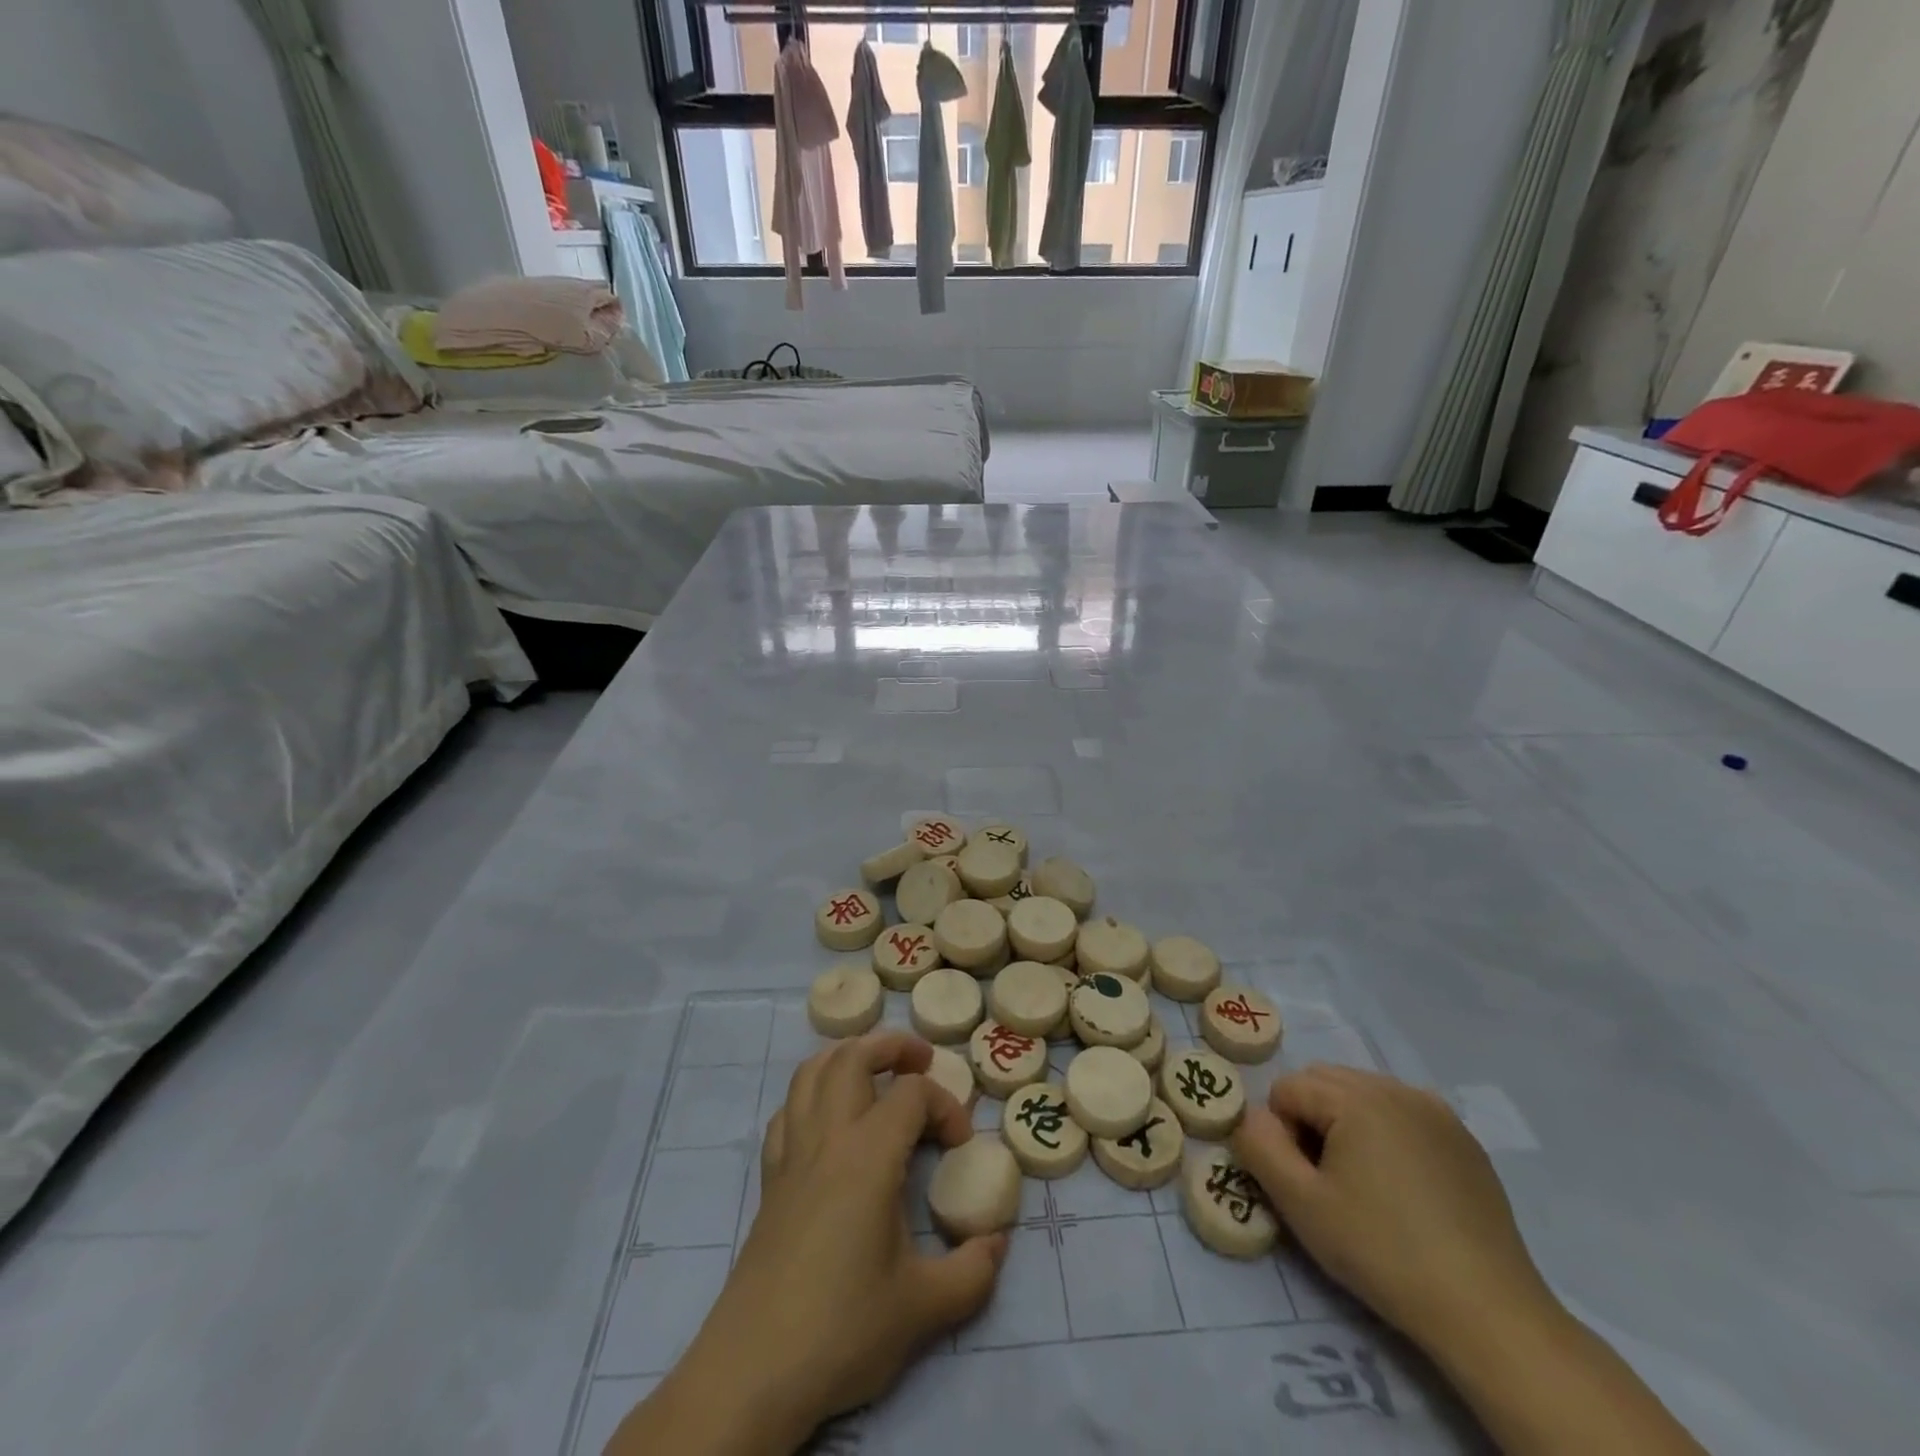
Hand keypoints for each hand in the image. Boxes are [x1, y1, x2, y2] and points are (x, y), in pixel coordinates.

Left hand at [610, 1032, 1006, 1454]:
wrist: (753, 1371)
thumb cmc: (842, 1329)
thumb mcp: (924, 1308)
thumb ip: (973, 1271)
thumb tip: (997, 1241)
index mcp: (868, 1156)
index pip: (912, 1094)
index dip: (946, 1106)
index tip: (960, 1147)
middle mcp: (827, 1138)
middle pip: (853, 1057)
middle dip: (892, 1046)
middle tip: (921, 1061)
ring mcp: (792, 1155)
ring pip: (812, 1072)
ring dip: (846, 1057)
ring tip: (875, 1071)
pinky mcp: (770, 1179)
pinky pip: (787, 1111)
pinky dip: (811, 1094)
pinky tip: (828, 1120)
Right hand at [1231, 1064, 1552, 1352]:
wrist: (1487, 1312)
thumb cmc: (1383, 1252)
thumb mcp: (1300, 1204)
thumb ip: (1259, 1147)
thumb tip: (1250, 1116)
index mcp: (1355, 1096)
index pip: (1286, 1089)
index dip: (1282, 1134)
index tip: (1305, 1183)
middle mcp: (1394, 1087)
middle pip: (1323, 1081)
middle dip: (1311, 1120)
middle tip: (1328, 1182)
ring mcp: (1435, 1110)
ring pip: (1362, 1094)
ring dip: (1346, 1124)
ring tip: (1365, 1185)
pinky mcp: (1463, 1139)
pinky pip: (1402, 1113)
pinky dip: (1386, 1134)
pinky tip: (1403, 1187)